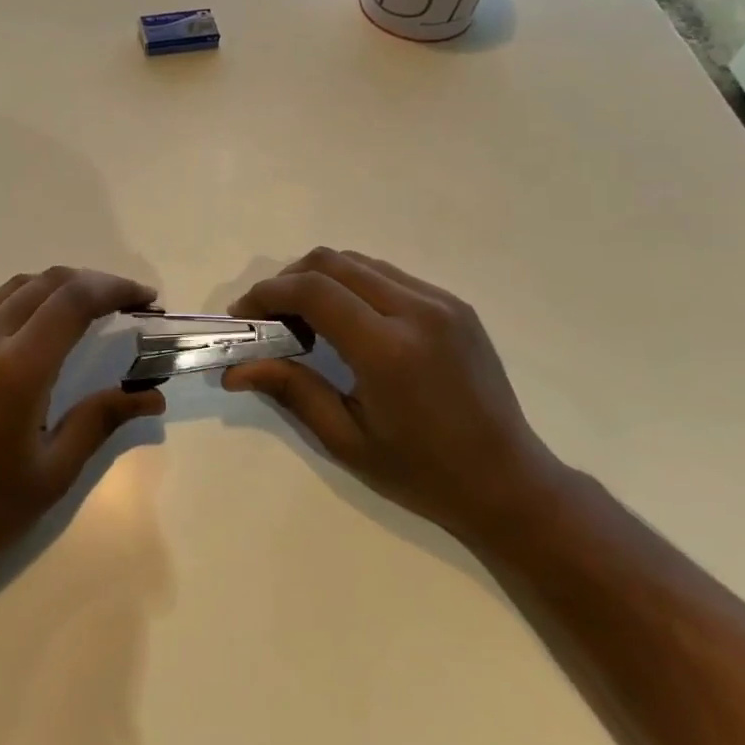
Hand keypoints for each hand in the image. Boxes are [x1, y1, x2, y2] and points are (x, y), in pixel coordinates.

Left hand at [0, 266, 167, 589]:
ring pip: (12, 289)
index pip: (74, 300)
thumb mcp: (54, 471)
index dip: (116, 289)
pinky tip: (32, 335)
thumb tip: (153, 396)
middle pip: (46, 283)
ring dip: (55, 290)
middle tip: (123, 304)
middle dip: (92, 283)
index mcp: (16, 368)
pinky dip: (19, 306)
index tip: (146, 300)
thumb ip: (102, 419)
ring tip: (84, 313)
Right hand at [223, 248, 559, 543]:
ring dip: (320, 280)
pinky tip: (348, 323)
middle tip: (269, 319)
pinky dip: (353, 286)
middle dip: (288, 281)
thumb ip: (291, 391)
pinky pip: (388, 276)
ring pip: (359, 262)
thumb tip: (235, 370)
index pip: (313, 291)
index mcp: (389, 350)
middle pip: (331, 262)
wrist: (509, 482)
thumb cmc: (423, 473)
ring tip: (305, 321)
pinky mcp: (454, 304)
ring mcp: (441, 302)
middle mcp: (417, 311)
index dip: (267, 294)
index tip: (243, 317)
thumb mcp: (347, 440)